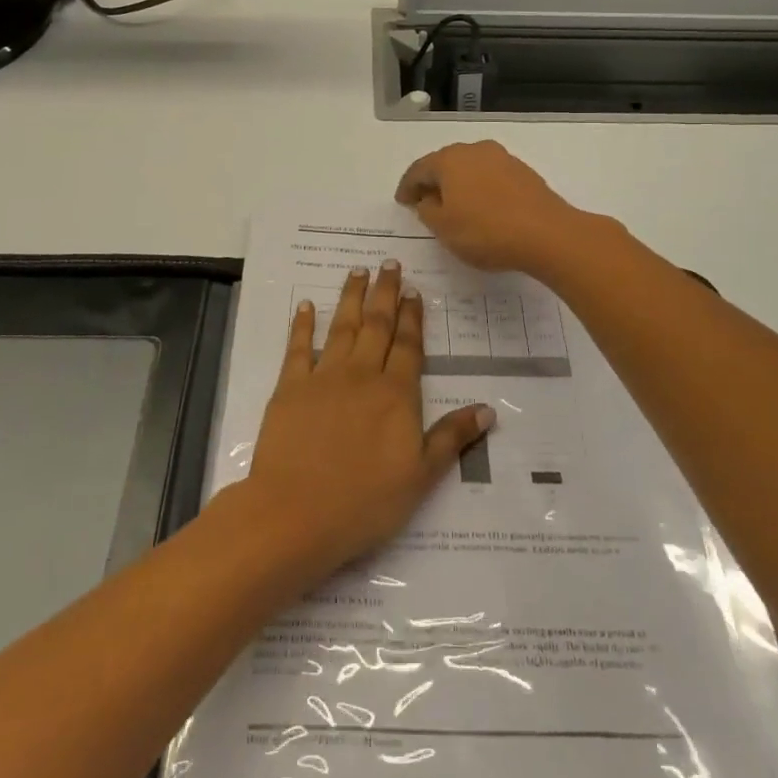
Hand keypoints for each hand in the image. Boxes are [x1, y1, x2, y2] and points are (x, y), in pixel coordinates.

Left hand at [244, 264, 493, 579]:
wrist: (296, 513)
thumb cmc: (365, 502)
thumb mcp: (421, 477)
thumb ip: (451, 438)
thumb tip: (488, 409)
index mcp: (396, 394)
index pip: (408, 346)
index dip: (412, 317)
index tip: (413, 290)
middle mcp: (362, 375)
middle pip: (377, 326)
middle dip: (385, 293)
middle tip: (389, 264)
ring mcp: (323, 378)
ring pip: (342, 327)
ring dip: (351, 298)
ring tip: (357, 271)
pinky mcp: (289, 388)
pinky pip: (298, 348)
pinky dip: (302, 325)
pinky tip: (306, 306)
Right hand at [395, 141, 599, 276]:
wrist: (547, 234)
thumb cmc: (485, 231)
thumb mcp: (444, 228)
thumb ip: (427, 210)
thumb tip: (429, 198)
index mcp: (449, 160)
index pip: (418, 170)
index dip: (407, 187)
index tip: (402, 202)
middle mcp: (474, 150)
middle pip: (445, 163)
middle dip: (433, 181)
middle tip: (424, 201)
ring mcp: (502, 158)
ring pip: (470, 168)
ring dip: (458, 184)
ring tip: (454, 205)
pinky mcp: (523, 172)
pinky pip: (491, 177)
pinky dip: (480, 188)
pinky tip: (482, 207)